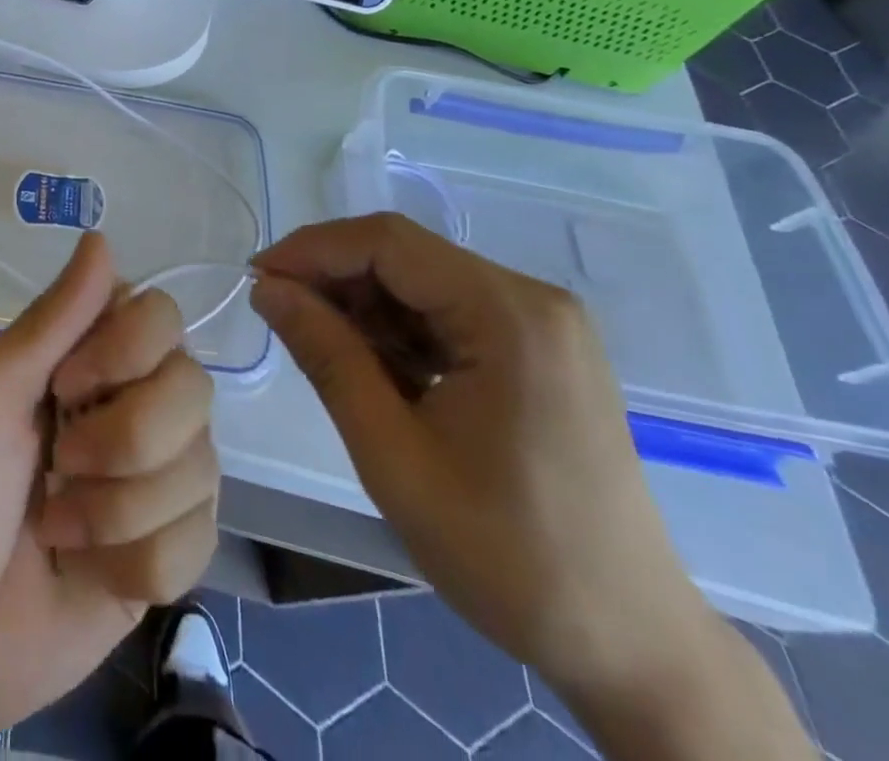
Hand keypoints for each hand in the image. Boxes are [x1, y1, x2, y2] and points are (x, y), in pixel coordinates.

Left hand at [0, 231, 218, 745]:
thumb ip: (54, 319)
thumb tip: (103, 236)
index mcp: (81, 359)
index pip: (160, 315)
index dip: (128, 350)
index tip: (65, 385)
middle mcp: (127, 405)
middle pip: (193, 387)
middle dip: (126, 439)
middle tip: (58, 464)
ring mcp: (151, 482)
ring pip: (202, 466)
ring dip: (120, 509)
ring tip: (57, 527)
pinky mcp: (165, 554)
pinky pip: (198, 539)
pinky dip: (137, 561)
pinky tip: (86, 570)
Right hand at [250, 215, 813, 760]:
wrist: (632, 646)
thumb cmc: (507, 555)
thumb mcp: (392, 453)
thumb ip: (326, 355)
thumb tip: (267, 288)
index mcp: (509, 314)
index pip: (388, 242)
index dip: (312, 249)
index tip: (256, 279)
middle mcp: (532, 299)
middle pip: (407, 256)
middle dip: (335, 279)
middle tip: (280, 317)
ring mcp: (542, 324)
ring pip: (423, 283)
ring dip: (365, 308)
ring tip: (324, 353)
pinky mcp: (540, 350)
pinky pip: (450, 314)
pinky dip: (401, 332)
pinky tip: (377, 373)